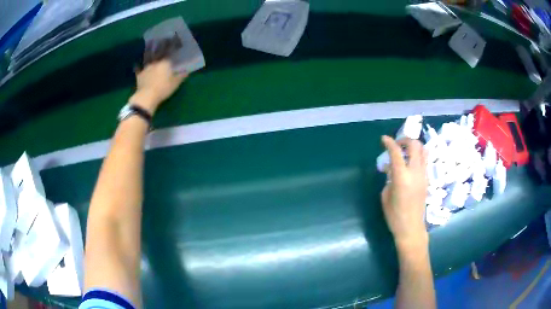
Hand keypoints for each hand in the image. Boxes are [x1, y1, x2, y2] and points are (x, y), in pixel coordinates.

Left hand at [130, 38, 186, 114]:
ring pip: (148, 56)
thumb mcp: (176, 82)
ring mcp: (146, 68)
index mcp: (165, 62)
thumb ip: (181, 75)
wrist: (147, 96)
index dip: (173, 43)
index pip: (170, 50)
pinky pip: (138, 69)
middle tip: (163, 38)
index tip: (176, 37)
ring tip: (150, 44)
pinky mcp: (139, 75)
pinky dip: (137, 66)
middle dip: (161, 43)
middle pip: (158, 50)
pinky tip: (136, 64)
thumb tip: (188, 70)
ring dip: (149, 50)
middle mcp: (155, 62)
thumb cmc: (163, 88)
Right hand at [380, 136, 428, 249]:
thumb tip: (391, 170)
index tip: (383, 139)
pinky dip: (417, 156)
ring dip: (414, 146)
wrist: (411, 228)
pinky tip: (410, 163)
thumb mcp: (386, 196)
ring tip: (405, 152)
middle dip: (405, 140)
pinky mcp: (427, 179)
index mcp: (402, 177)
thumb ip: (389, 179)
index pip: (396, 153)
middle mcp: (415, 172)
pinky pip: (424, 160)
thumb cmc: (395, 215)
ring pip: (423, 150)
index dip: (389, 143)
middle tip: (397, 145)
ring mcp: (423, 175)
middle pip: (415, 145)